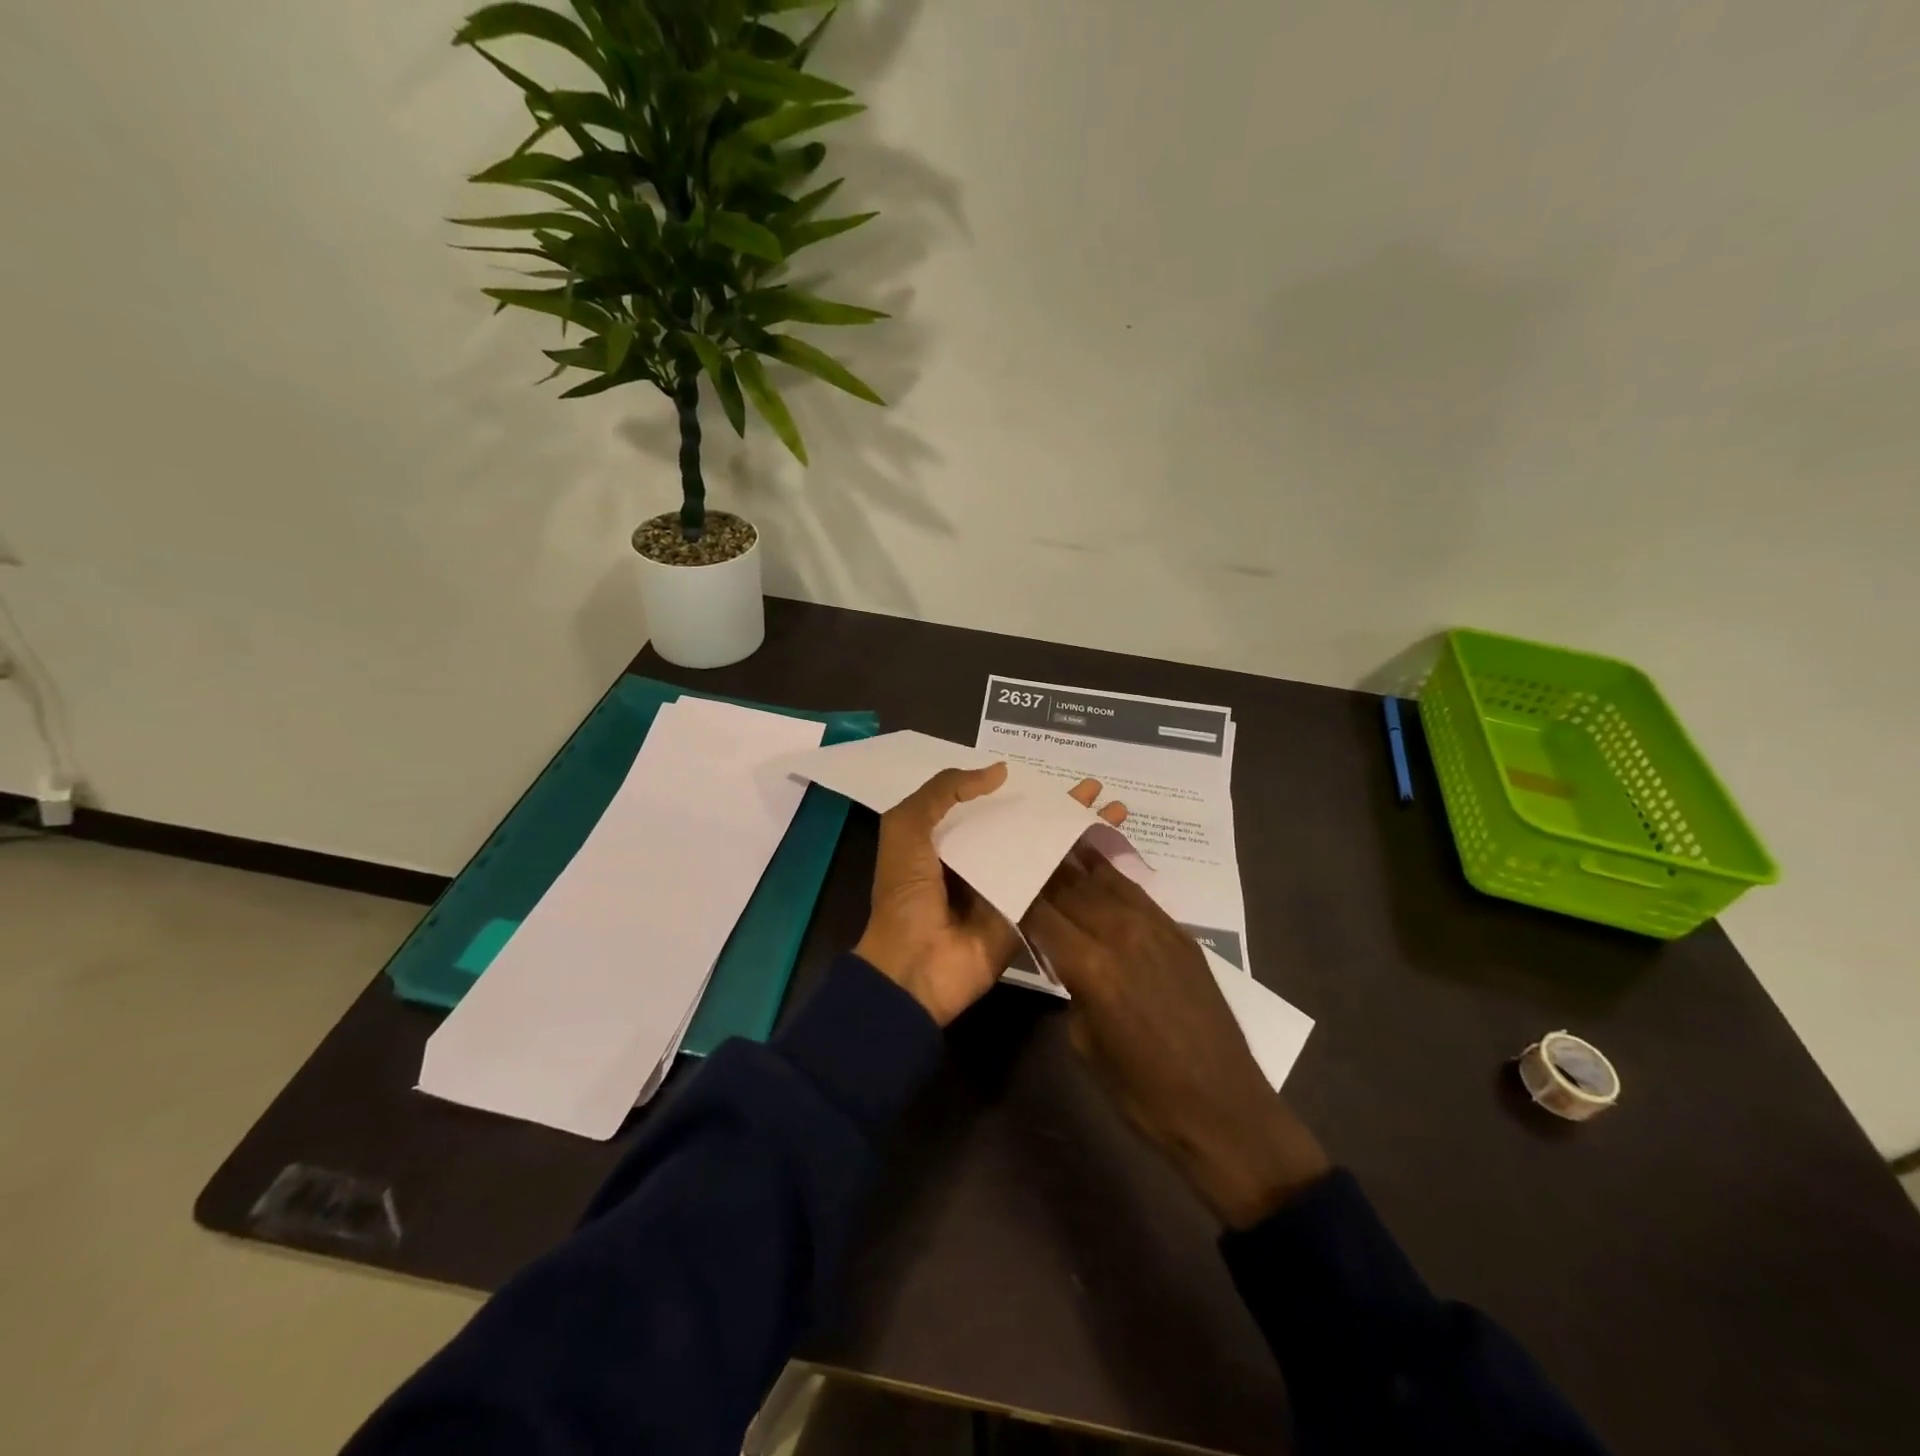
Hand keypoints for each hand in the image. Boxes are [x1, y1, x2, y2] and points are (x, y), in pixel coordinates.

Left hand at [856, 766, 1126, 1026]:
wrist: (915, 967)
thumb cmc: (905, 894)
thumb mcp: (906, 828)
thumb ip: (943, 792)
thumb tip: (1000, 771)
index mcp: (947, 839)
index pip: (987, 804)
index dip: (1015, 787)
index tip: (1047, 772)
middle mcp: (980, 860)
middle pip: (1024, 825)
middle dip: (1057, 806)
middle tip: (1093, 787)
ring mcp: (1006, 888)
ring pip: (1046, 851)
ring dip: (1077, 831)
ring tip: (1114, 807)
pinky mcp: (1027, 915)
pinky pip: (1055, 886)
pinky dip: (1081, 868)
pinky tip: (1111, 847)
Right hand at [1023, 851, 1329, 1228]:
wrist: (1223, 1109)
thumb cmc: (1142, 1092)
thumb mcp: (1085, 1043)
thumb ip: (1069, 987)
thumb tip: (1061, 956)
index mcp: (1091, 966)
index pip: (1041, 913)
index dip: (1018, 894)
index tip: (1001, 880)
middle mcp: (1121, 933)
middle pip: (1071, 888)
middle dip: (1042, 872)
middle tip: (1020, 855)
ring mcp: (1155, 928)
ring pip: (1105, 880)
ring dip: (1075, 864)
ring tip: (1051, 844)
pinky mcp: (1180, 933)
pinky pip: (1137, 892)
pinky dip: (1111, 876)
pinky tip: (1095, 864)